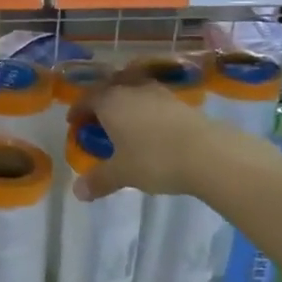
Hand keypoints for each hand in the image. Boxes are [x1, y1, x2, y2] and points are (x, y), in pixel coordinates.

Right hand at [69, 73, 219, 200]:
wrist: (208, 153)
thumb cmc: (154, 159)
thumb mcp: (122, 173)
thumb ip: (99, 180)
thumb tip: (77, 192)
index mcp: (111, 102)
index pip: (87, 99)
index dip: (78, 110)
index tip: (73, 122)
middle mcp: (132, 90)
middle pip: (110, 90)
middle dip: (100, 103)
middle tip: (97, 120)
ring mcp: (158, 93)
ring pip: (133, 91)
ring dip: (125, 104)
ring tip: (124, 122)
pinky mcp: (180, 102)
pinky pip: (153, 101)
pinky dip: (145, 110)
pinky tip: (150, 128)